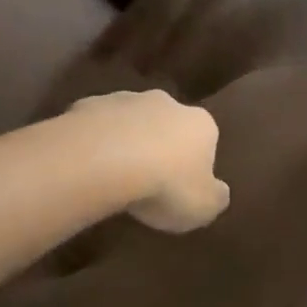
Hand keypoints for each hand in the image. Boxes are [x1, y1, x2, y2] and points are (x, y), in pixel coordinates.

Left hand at [66, 91, 229, 232]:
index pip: (207, 139)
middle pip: (169, 123)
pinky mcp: (89, 104)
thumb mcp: (204, 207)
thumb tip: (219, 191)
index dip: (196, 162)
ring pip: (131, 120)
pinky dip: (95, 139)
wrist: (104, 160)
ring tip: (114, 174)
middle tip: (149, 178)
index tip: (183, 186)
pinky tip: (87, 164)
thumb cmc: (165, 185)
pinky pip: (96, 124)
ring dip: (127, 139)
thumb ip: (216, 197)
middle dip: (161, 144)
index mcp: (201, 124)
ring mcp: (126, 99)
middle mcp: (167, 102)